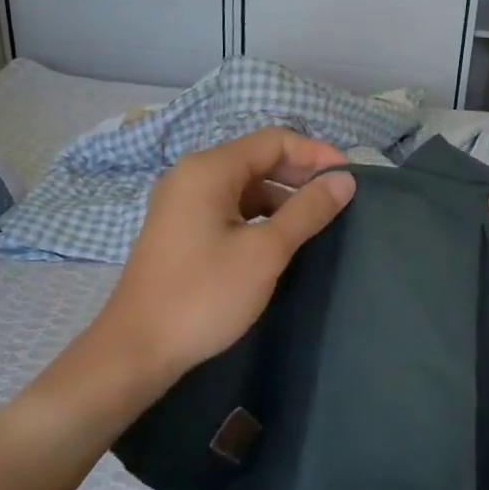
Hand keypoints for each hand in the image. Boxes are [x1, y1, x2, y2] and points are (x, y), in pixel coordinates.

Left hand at [86, 128, 356, 389]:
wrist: (138, 348)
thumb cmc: (205, 294)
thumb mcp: (265, 251)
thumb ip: (307, 211)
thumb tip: (344, 180)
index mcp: (209, 169)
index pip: (273, 140)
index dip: (316, 153)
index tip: (350, 178)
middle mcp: (192, 176)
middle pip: (257, 159)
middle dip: (300, 175)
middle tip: (339, 201)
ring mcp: (183, 204)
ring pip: (244, 187)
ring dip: (282, 198)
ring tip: (317, 223)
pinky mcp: (181, 230)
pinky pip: (229, 209)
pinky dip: (259, 216)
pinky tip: (280, 241)